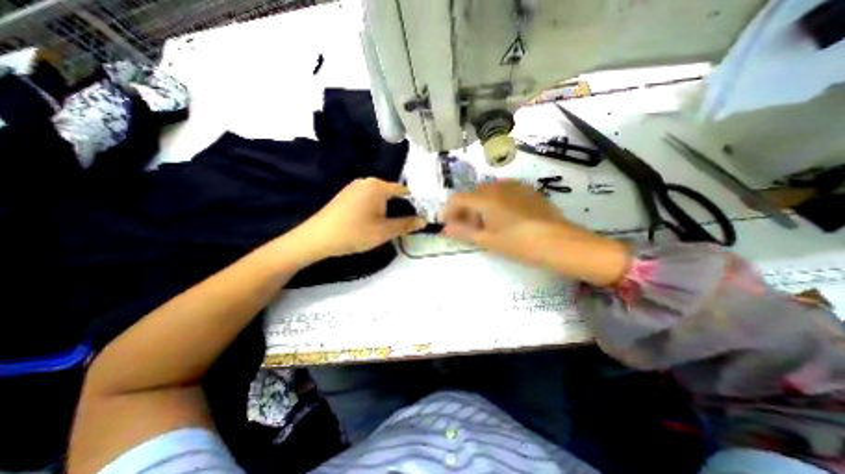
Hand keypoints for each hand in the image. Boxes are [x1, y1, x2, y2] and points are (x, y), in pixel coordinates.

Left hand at [295, 179, 424, 261]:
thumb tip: (424, 221)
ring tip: (385, 226)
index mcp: (378, 186)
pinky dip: (374, 208)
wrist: (317, 238)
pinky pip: (368, 198)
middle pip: (392, 193)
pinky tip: (370, 222)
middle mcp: (367, 181)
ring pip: (380, 197)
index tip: (417, 220)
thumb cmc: (354, 233)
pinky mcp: (346, 194)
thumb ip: (406, 225)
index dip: (414, 205)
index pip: (405, 191)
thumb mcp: (384, 231)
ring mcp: (354, 187)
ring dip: (387, 210)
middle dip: (399, 208)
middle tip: (401, 226)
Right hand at [444, 179, 625, 284]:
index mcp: (486, 198)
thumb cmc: (519, 243)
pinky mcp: (527, 191)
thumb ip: (463, 232)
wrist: (559, 242)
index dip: (447, 210)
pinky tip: (504, 217)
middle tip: (467, 228)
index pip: (458, 199)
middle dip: (465, 210)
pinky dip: (496, 202)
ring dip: (480, 205)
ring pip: (488, 192)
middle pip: (473, 195)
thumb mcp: (487, 240)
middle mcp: (498, 187)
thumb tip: (444, 228)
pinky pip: (504, 192)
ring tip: (486, 224)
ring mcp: (514, 187)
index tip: (444, 223)